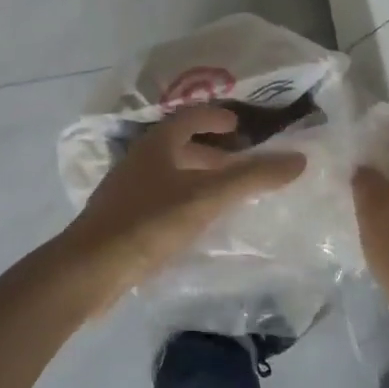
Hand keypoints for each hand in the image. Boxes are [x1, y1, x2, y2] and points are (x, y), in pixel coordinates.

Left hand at [54, 105, 307, 311]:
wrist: (89, 269)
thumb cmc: (148, 223)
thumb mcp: (207, 197)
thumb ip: (252, 178)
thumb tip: (299, 159)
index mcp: (156, 145)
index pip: (190, 117)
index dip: (215, 117)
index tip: (239, 126)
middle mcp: (139, 161)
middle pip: (180, 147)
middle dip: (212, 153)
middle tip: (242, 164)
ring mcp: (127, 191)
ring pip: (171, 175)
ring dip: (199, 179)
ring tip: (227, 195)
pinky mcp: (122, 221)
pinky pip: (161, 200)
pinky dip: (185, 202)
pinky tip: (199, 224)